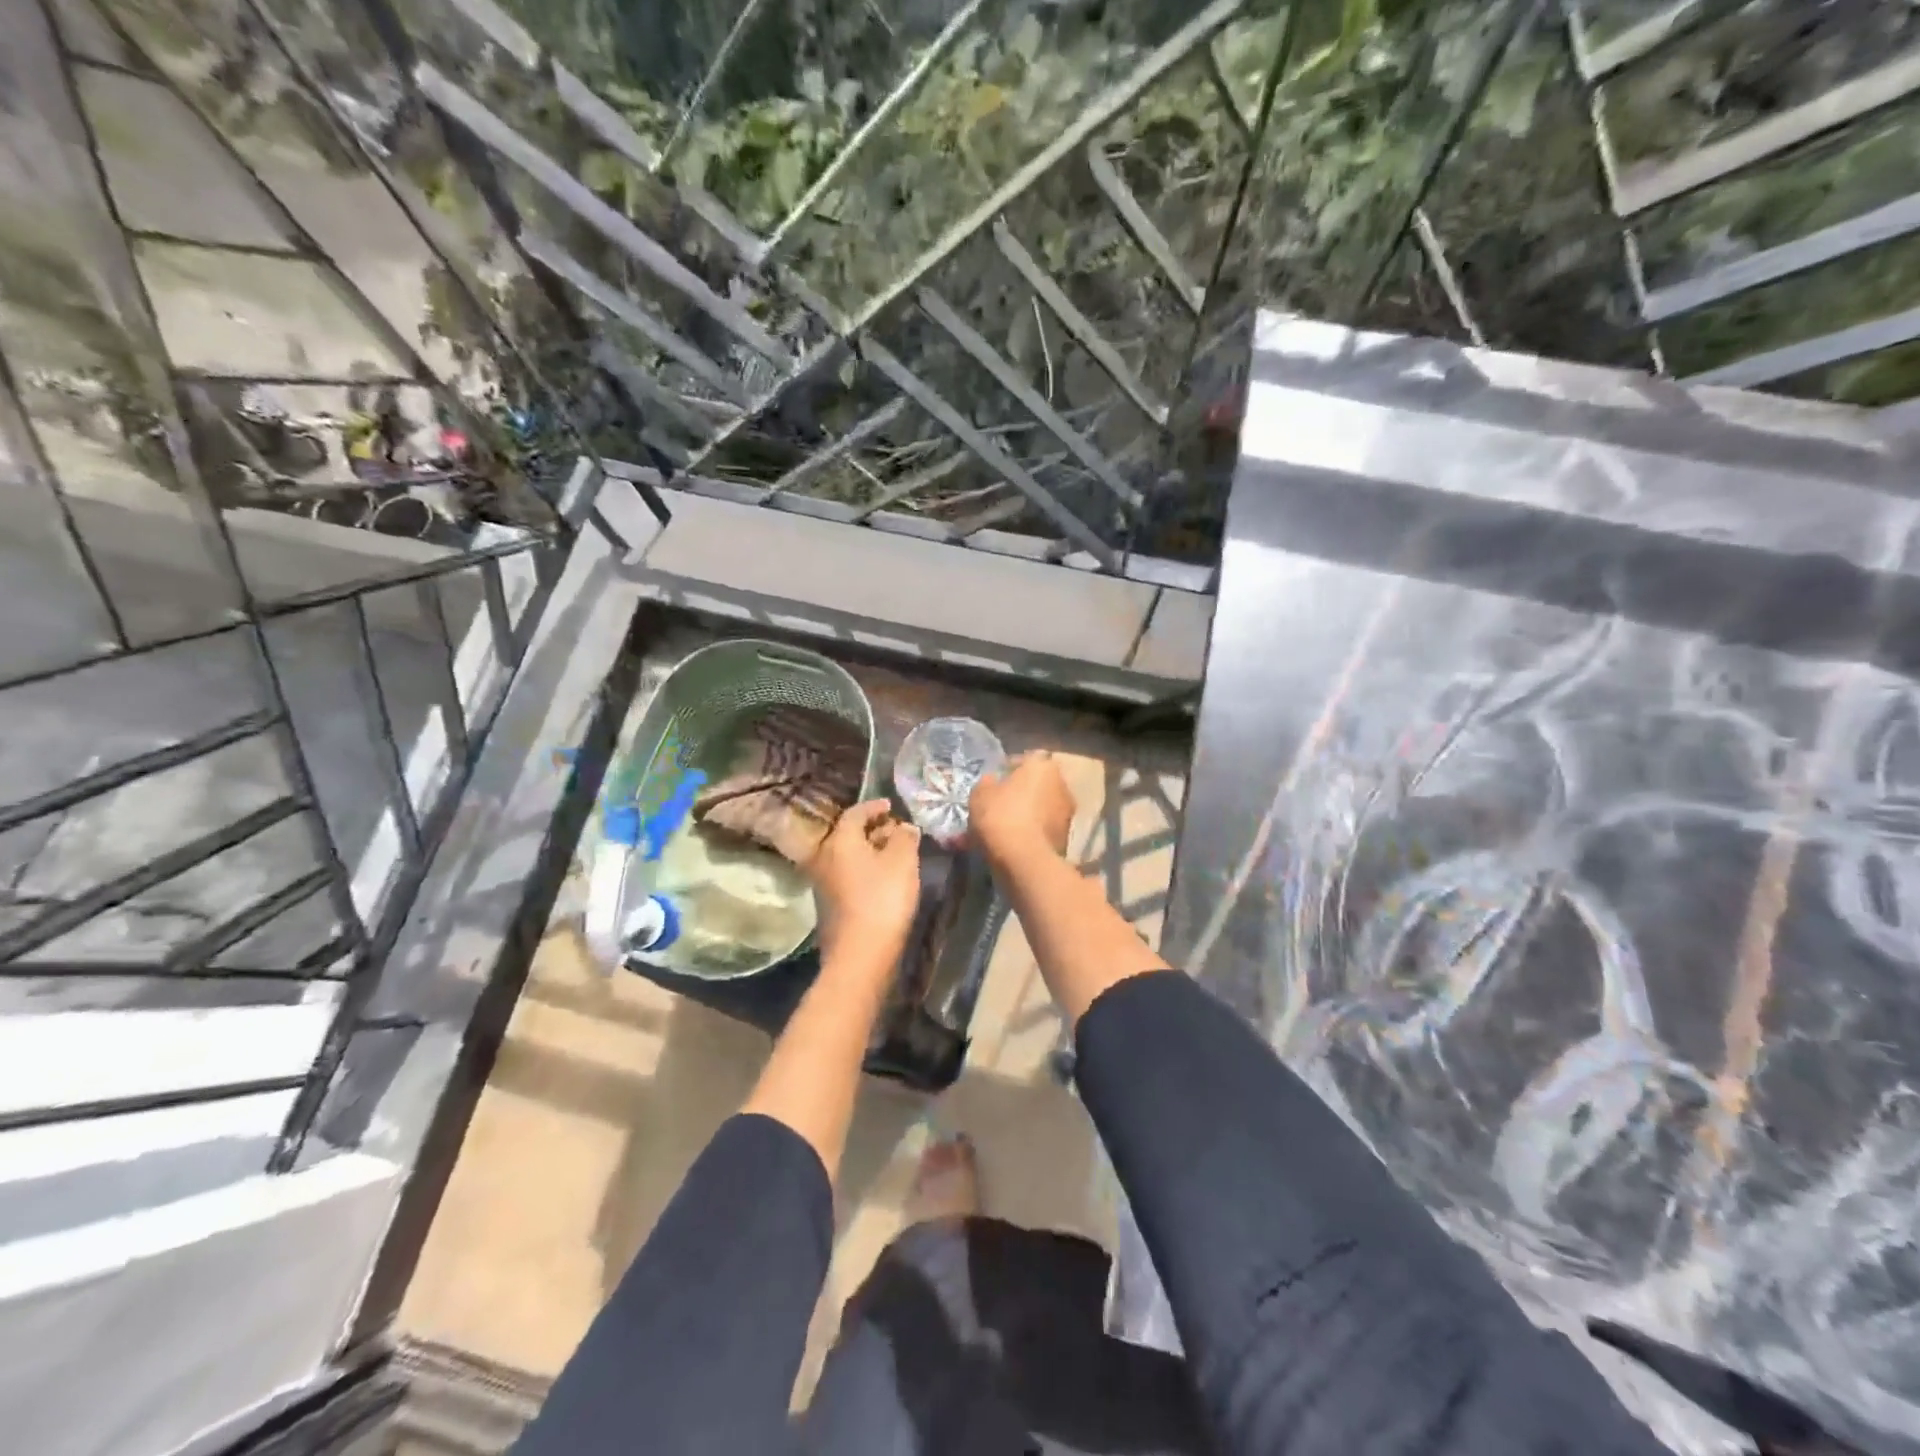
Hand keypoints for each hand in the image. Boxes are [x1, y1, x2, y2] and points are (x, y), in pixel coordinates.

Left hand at [810, 799, 921, 967]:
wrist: (860, 955)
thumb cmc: (882, 899)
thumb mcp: (902, 861)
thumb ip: (905, 837)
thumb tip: (904, 827)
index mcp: (840, 841)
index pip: (855, 813)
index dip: (874, 806)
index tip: (891, 805)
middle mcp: (825, 857)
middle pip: (848, 834)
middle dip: (872, 829)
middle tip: (896, 830)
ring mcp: (823, 884)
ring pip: (848, 857)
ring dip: (869, 851)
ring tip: (894, 853)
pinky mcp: (829, 906)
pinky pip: (848, 876)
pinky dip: (865, 870)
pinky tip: (883, 879)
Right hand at [969, 752, 1074, 865]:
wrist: (1024, 859)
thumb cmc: (1000, 815)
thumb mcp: (980, 794)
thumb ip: (987, 783)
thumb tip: (992, 782)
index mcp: (1042, 765)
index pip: (1022, 760)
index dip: (1005, 771)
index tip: (992, 784)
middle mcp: (1061, 784)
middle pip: (1035, 785)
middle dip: (1018, 794)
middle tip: (998, 806)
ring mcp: (1067, 812)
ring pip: (1040, 809)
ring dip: (1026, 815)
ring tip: (1003, 828)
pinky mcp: (1067, 838)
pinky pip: (1043, 829)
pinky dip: (1031, 833)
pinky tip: (1013, 843)